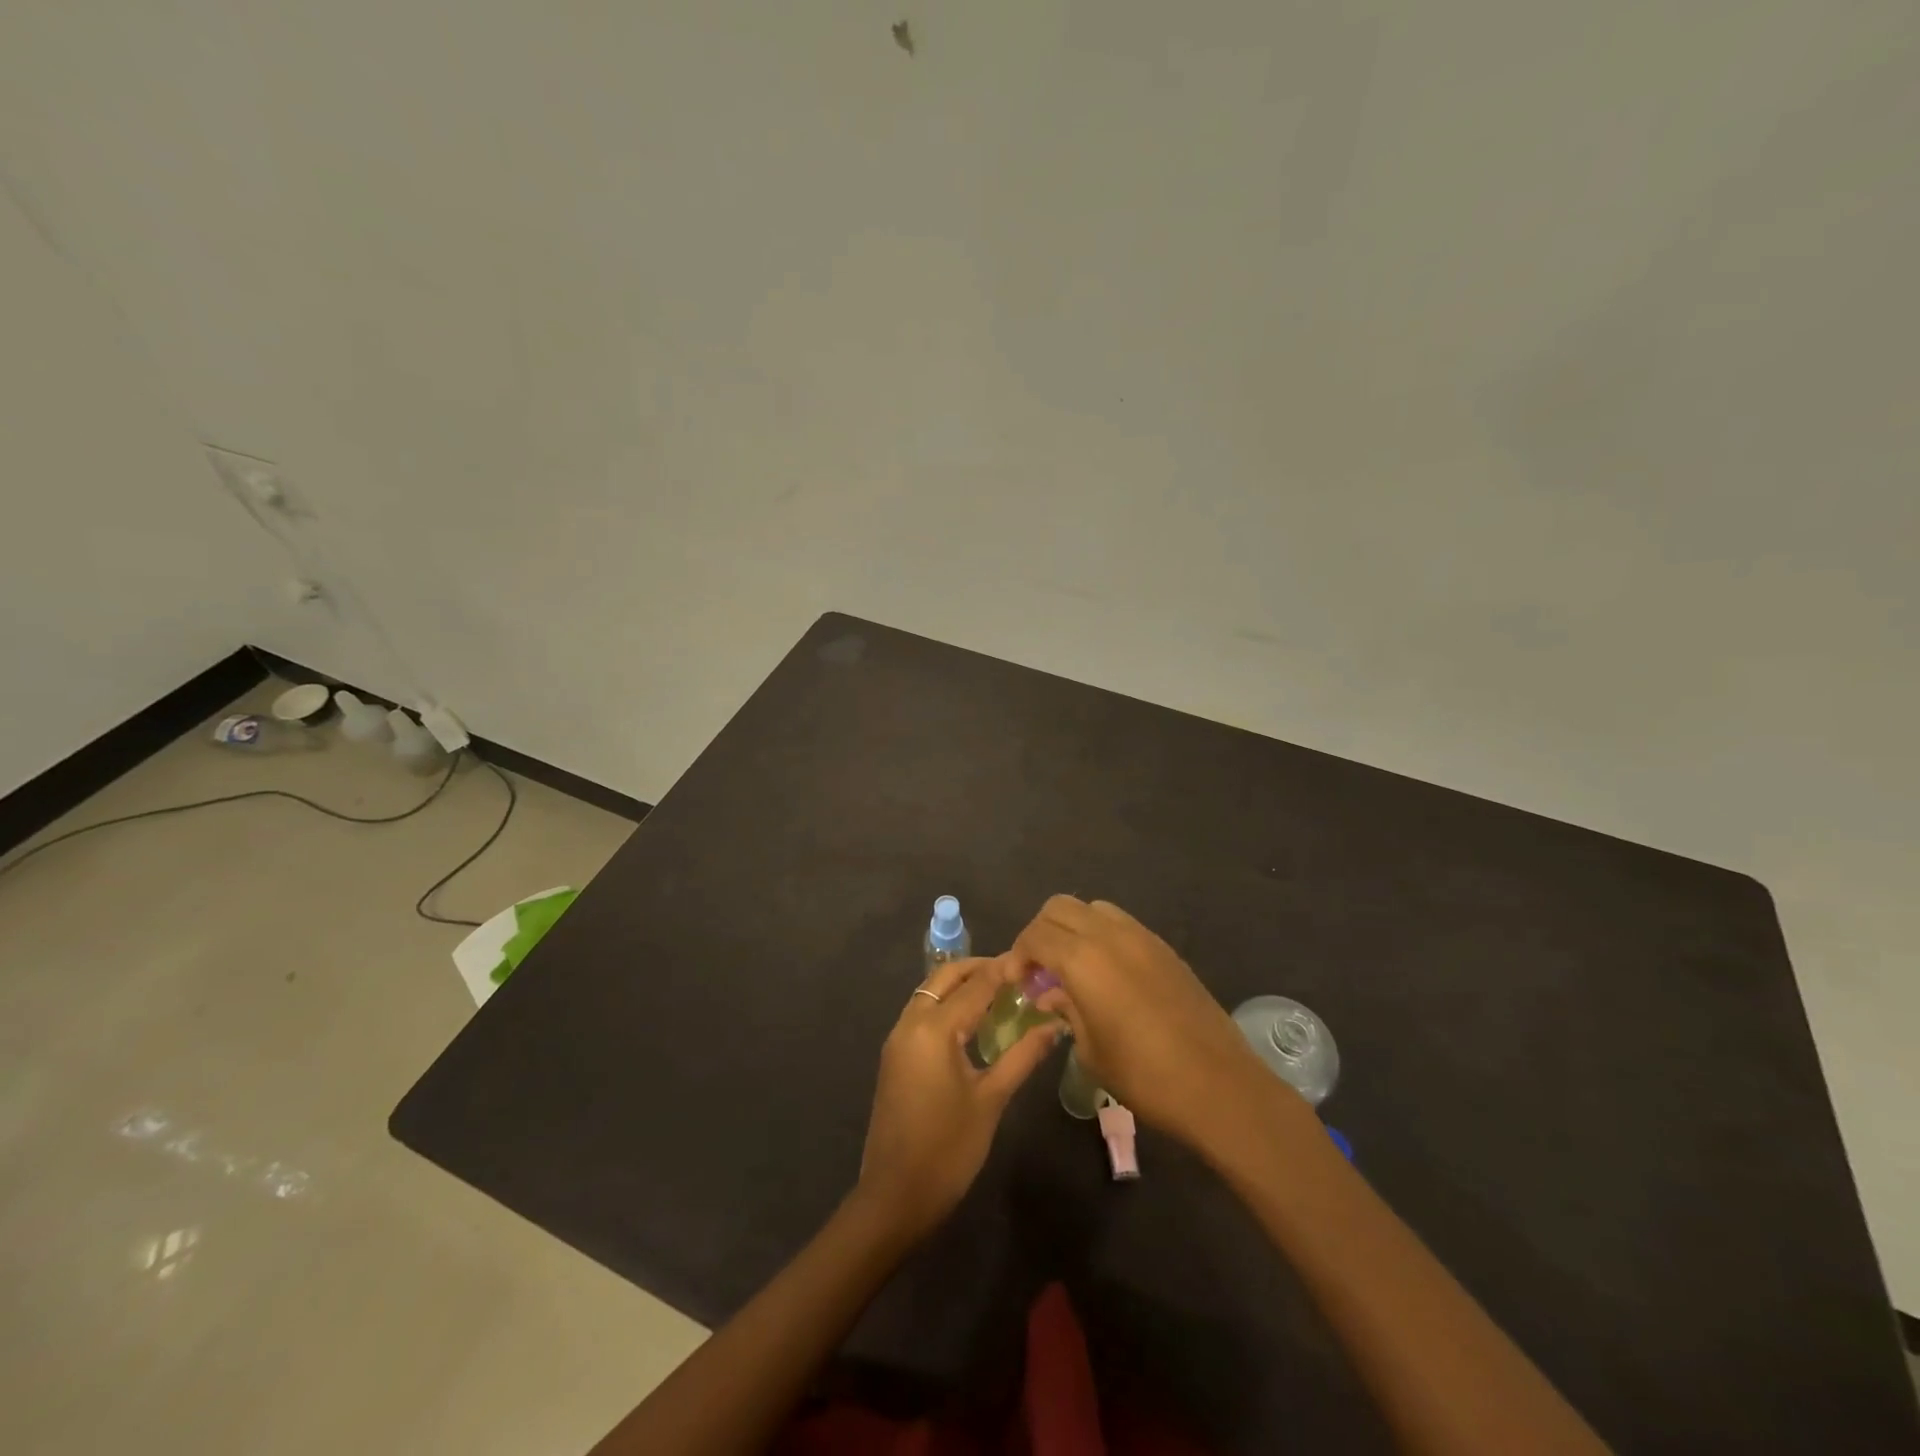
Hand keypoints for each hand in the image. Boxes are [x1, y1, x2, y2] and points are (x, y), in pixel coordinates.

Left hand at [856, 955, 1061, 1240]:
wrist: (894, 1196)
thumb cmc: (948, 1149)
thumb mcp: (991, 1100)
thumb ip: (1022, 1056)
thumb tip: (1054, 1026)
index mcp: (934, 1029)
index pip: (975, 985)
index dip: (1004, 971)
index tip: (1031, 960)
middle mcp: (910, 1023)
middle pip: (944, 978)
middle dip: (977, 969)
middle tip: (1014, 973)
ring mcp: (897, 1039)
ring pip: (929, 993)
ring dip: (959, 985)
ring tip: (998, 992)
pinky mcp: (894, 1056)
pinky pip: (921, 1013)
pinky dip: (945, 1004)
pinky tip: (970, 1022)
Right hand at [1012, 895, 1301, 1154]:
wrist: (1220, 1085)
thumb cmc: (1145, 1076)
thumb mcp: (1091, 1049)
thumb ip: (1066, 1010)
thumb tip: (1051, 994)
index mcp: (1084, 959)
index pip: (1036, 935)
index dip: (1017, 955)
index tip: (1014, 981)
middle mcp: (1110, 934)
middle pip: (1060, 908)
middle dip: (1040, 932)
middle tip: (1037, 969)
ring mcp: (1141, 936)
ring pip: (1092, 908)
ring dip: (1071, 929)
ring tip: (1070, 967)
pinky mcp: (1164, 947)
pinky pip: (1120, 923)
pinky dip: (1100, 935)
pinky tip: (1104, 973)